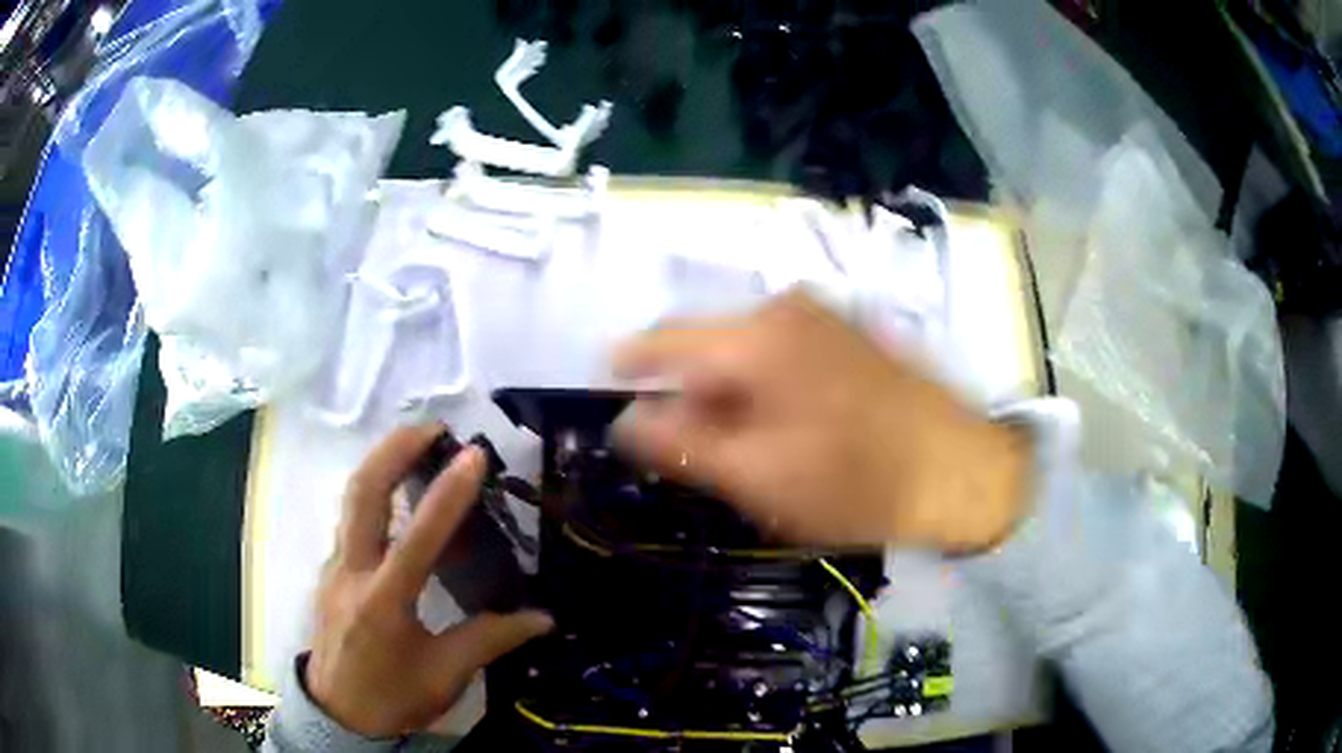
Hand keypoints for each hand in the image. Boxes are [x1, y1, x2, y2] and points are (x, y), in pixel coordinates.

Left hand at [305, 425, 552, 736]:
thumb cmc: (392, 698)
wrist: (337, 715)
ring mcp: (335, 567)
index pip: (418, 538)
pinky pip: (351, 518)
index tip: (473, 454)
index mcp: (385, 602)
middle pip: (362, 493)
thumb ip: (491, 638)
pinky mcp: (330, 570)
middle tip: (432, 427)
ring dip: (381, 462)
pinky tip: (398, 495)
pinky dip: (374, 491)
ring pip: (351, 498)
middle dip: (394, 449)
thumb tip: (543, 618)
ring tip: (416, 444)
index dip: (448, 493)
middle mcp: (352, 573)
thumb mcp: (445, 675)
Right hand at [612, 290, 1031, 552]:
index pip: (665, 340)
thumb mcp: (757, 476)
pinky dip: (763, 389)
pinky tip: (782, 432)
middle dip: (689, 395)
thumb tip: (626, 420)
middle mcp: (785, 310)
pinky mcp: (847, 336)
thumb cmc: (857, 481)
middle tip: (690, 451)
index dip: (630, 365)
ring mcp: (822, 318)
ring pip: (746, 354)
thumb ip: (682, 445)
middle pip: (708, 348)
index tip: (607, 385)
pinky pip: (782, 355)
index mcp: (755, 336)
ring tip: (742, 452)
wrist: (960, 469)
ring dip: (728, 396)